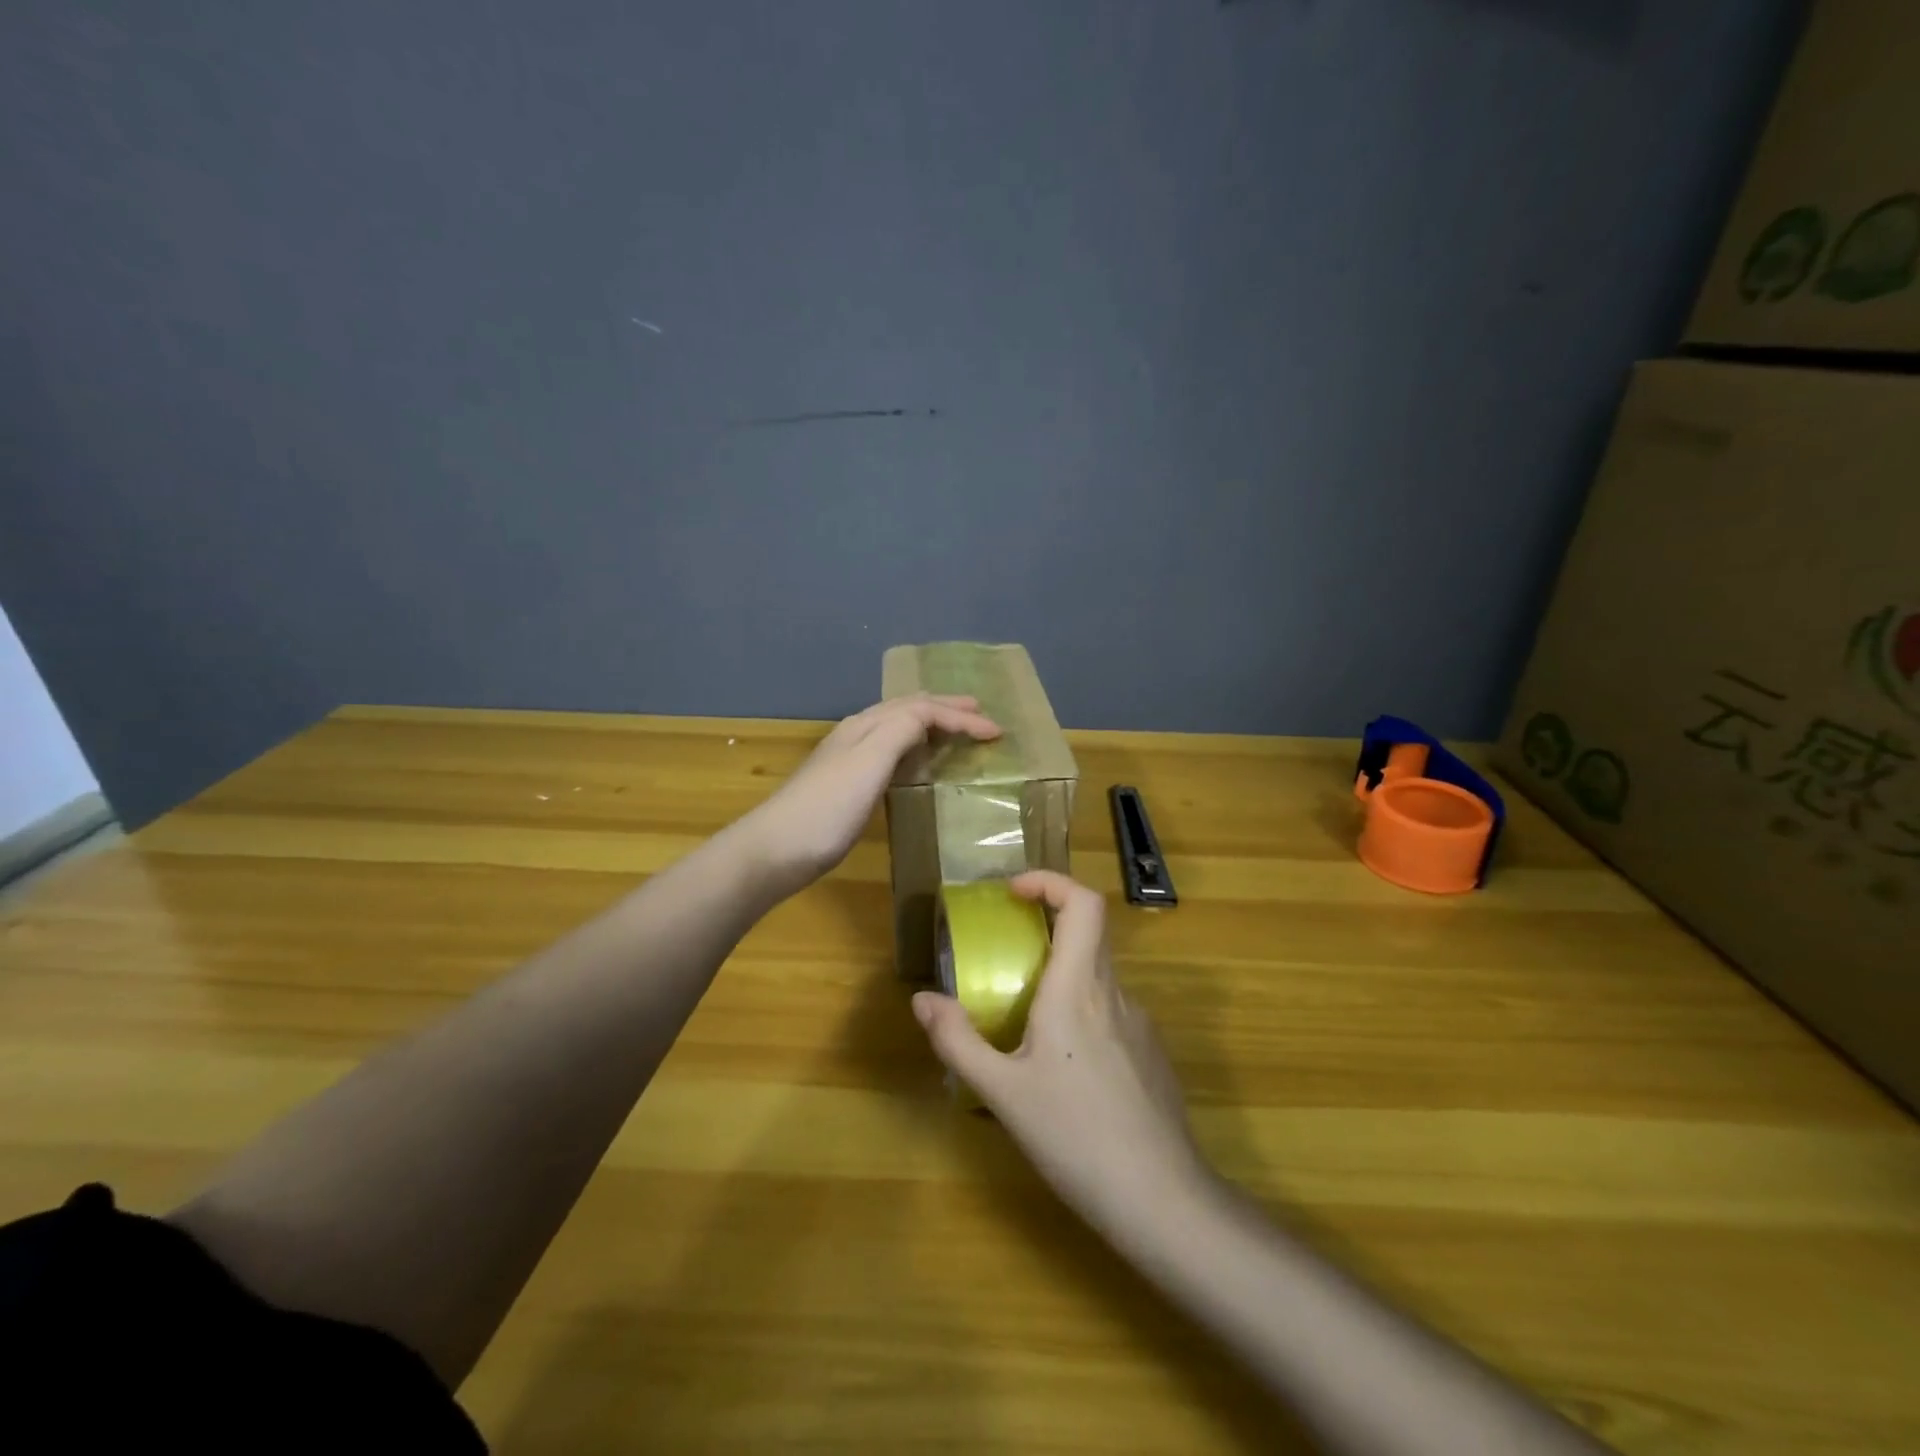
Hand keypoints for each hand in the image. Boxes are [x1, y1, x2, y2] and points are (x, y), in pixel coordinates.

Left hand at [736, 694, 1000, 897]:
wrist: (777, 849)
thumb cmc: (829, 807)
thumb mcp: (870, 761)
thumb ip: (901, 730)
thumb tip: (928, 715)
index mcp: (866, 725)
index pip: (921, 708)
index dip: (960, 717)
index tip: (996, 732)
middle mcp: (858, 733)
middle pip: (907, 709)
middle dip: (945, 708)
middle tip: (979, 712)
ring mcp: (849, 758)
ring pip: (897, 727)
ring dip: (929, 723)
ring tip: (955, 729)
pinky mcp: (847, 784)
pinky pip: (890, 750)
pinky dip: (914, 746)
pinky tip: (916, 761)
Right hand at [911, 871, 1210, 1241]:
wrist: (1162, 1200)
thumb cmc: (1075, 1137)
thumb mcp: (1002, 1092)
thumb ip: (958, 1041)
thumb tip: (922, 999)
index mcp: (1077, 988)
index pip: (1083, 903)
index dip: (1050, 882)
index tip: (1014, 893)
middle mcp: (1113, 993)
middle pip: (1089, 933)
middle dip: (1046, 928)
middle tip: (1007, 953)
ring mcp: (1140, 1023)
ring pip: (1098, 976)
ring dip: (1061, 977)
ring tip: (1026, 1023)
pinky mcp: (1152, 1053)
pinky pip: (1111, 1011)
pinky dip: (1082, 1012)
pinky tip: (1065, 1069)